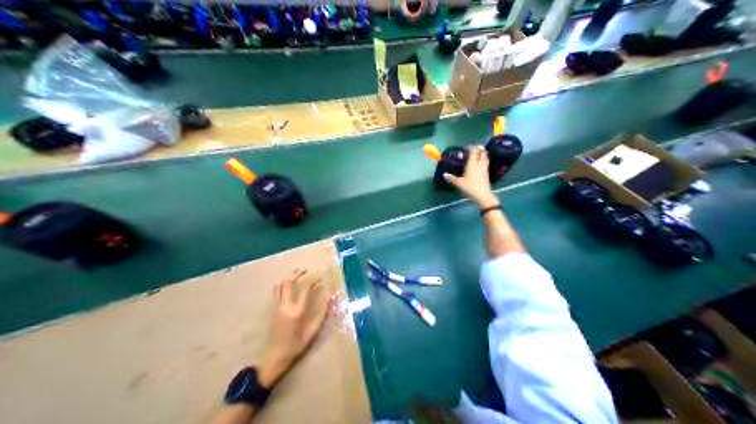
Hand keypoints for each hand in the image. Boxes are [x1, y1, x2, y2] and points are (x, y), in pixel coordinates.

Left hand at [259, 270, 328, 389]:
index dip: (314, 281)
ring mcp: (276, 307)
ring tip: (297, 274)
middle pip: (288, 282)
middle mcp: (285, 306)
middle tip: (306, 270)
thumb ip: (321, 314)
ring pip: (279, 285)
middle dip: (297, 274)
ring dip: (288, 277)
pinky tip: (288, 286)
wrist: (274, 356)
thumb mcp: (312, 332)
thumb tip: (329, 299)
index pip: (305, 290)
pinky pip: (276, 292)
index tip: (321, 278)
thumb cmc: (296, 346)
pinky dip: (282, 285)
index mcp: (296, 311)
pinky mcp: (272, 310)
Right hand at [444, 145, 499, 207]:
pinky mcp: (487, 174)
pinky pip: (486, 164)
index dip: (472, 147)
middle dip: (480, 149)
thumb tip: (444, 174)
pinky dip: (484, 161)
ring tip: (480, 153)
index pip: (474, 151)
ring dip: (483, 154)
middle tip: (476, 147)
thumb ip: (451, 178)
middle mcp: (479, 164)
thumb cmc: (470, 187)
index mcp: (472, 164)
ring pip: (486, 158)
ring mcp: (485, 169)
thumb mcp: (459, 183)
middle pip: (482, 153)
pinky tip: (481, 164)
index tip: (468, 146)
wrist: (483, 196)